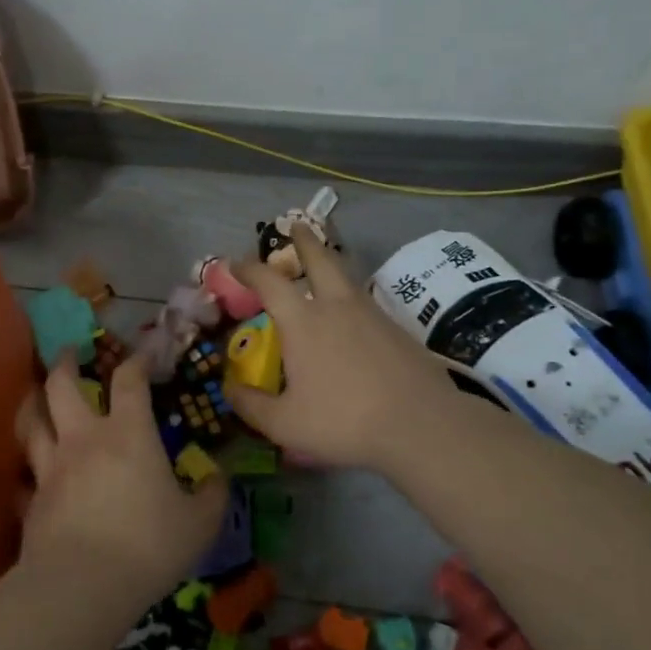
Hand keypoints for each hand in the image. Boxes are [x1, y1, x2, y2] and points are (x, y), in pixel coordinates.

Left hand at [16, 355, 225, 609]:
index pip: (130, 380)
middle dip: (65, 363)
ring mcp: (51, 468)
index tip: (144, 354)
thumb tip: (220, 477)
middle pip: (62, 385)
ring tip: (36, 395)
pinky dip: (27, 470)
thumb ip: (213, 496)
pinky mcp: (31, 501)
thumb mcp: (199, 524)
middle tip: (68, 352)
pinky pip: (24, 475)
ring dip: (33, 402)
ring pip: (32, 422)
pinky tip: (29, 475)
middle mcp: (84, 439)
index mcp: (128, 434)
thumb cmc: (148, 546)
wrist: (82, 587)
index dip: (137, 360)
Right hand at [224, 228, 466, 471]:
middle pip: (319, 259)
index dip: (249, 269)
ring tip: (324, 262)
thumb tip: (230, 389)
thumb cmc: (344, 420)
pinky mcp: (396, 329)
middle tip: (296, 225)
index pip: (269, 282)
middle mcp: (336, 306)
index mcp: (303, 322)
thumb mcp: (285, 424)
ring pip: (347, 276)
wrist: (420, 423)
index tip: (235, 263)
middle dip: (304, 240)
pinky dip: (351, 295)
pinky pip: (366, 301)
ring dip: (331, 262)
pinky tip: (352, 314)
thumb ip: (251, 406)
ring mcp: (371, 314)